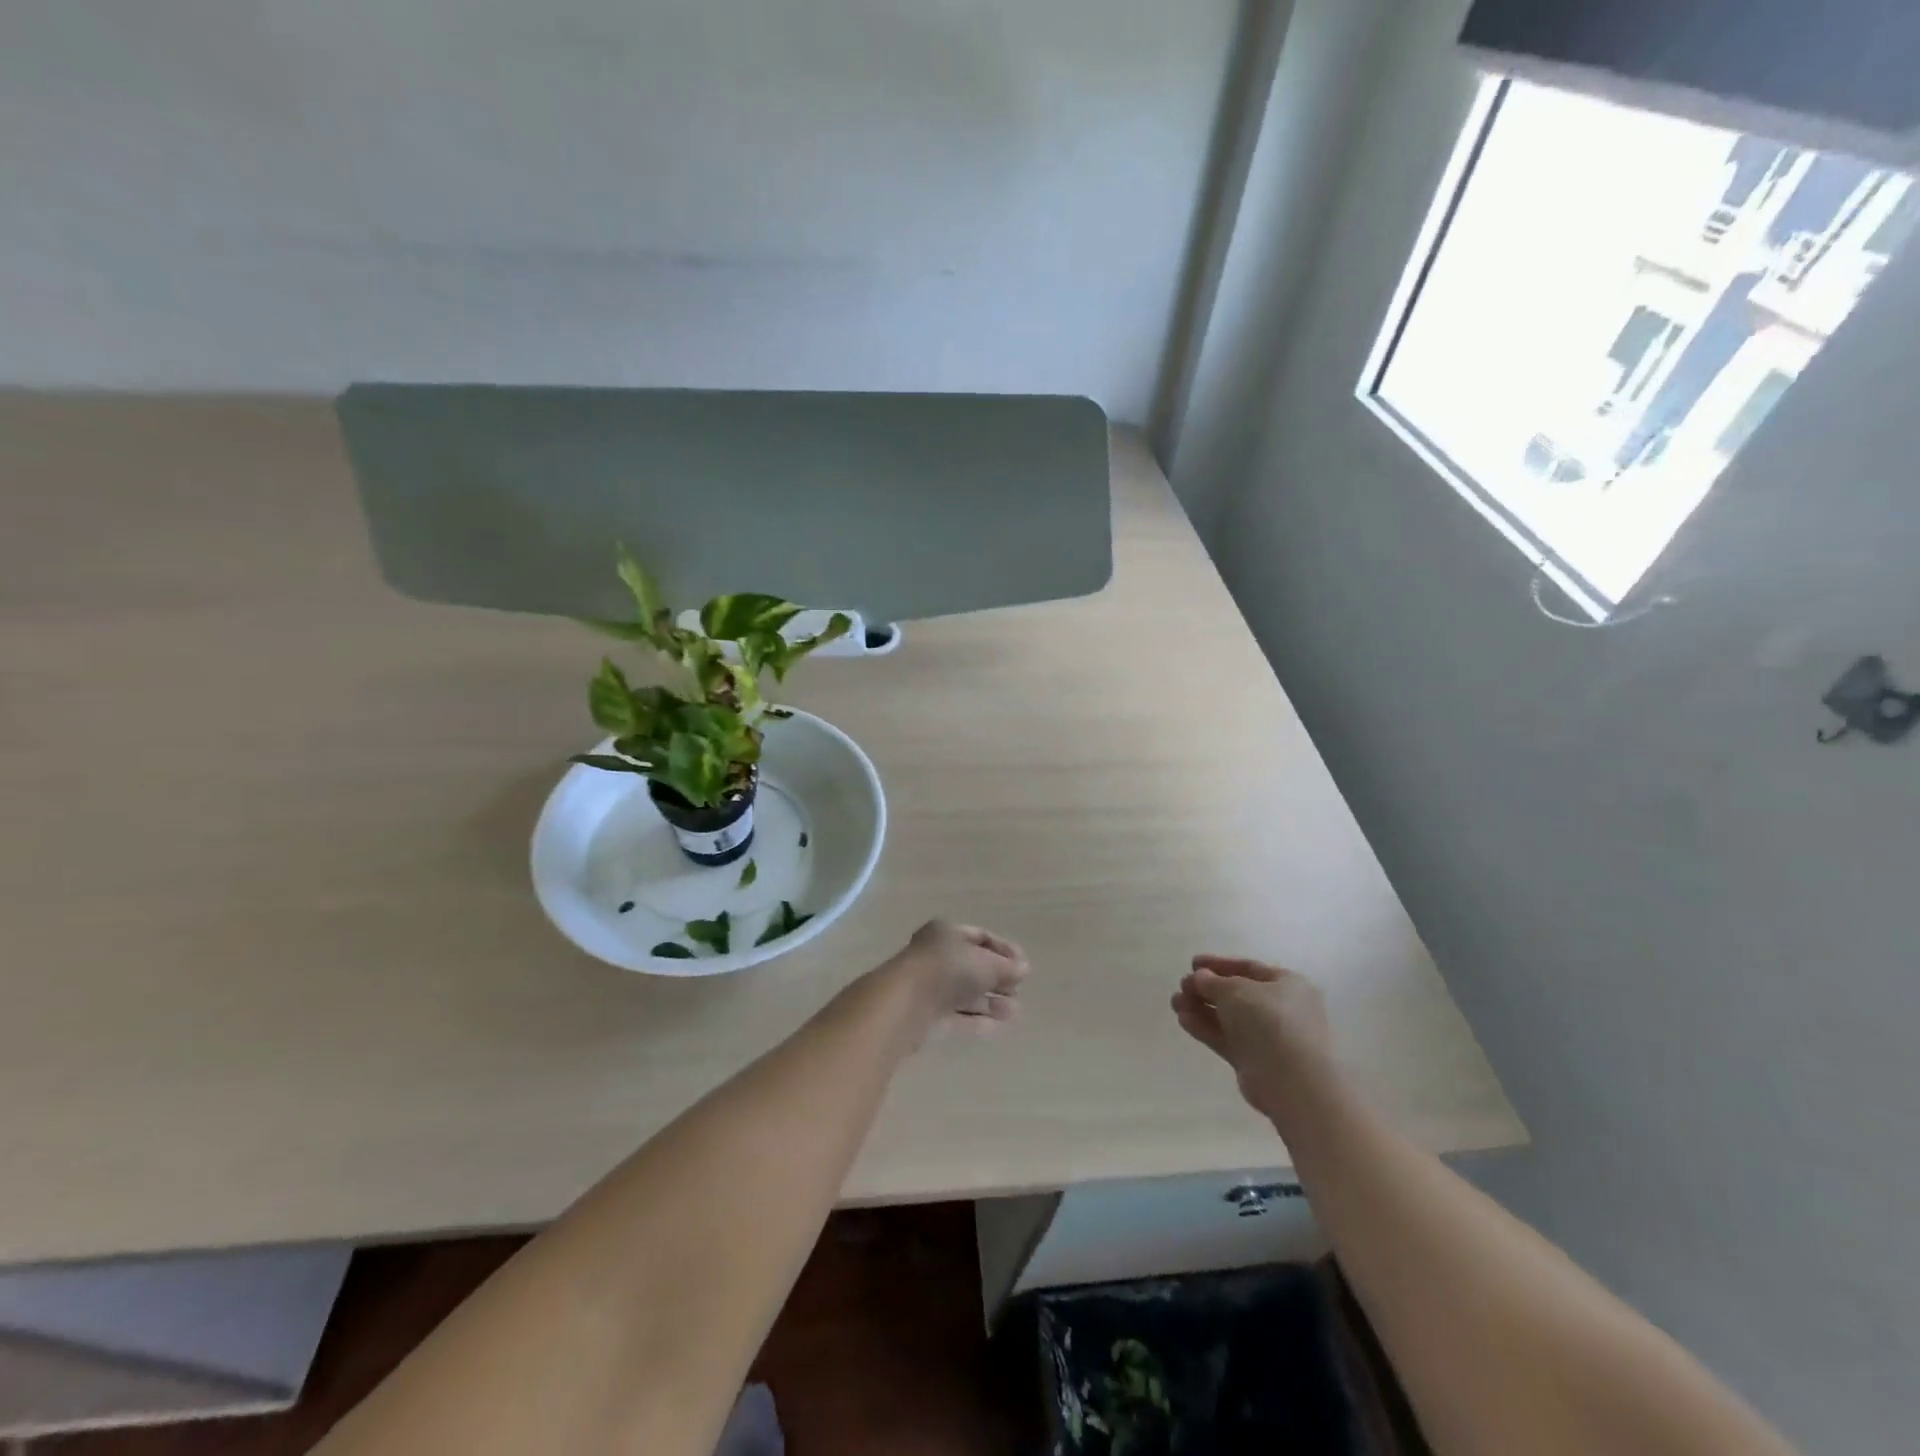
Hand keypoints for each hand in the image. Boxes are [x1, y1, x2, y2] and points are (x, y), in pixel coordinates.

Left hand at [882, 920, 1028, 1035]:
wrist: (906, 1003)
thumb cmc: (948, 969)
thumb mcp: (985, 963)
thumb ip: (1006, 967)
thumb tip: (1024, 969)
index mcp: (946, 933)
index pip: (980, 937)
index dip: (1004, 950)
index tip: (1023, 966)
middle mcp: (936, 956)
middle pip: (972, 966)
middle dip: (997, 979)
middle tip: (1018, 990)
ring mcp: (930, 987)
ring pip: (965, 993)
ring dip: (990, 1002)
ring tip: (1014, 1012)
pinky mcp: (926, 1016)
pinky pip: (957, 1016)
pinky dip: (976, 1019)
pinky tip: (997, 1026)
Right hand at [1171, 955, 1332, 1119]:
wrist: (1295, 1082)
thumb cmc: (1271, 1021)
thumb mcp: (1236, 990)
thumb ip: (1213, 981)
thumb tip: (1200, 977)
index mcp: (1287, 985)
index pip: (1249, 969)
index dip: (1219, 965)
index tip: (1193, 963)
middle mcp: (1280, 1009)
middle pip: (1237, 994)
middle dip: (1206, 989)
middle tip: (1182, 986)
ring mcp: (1268, 1037)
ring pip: (1229, 1018)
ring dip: (1201, 1008)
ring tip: (1175, 1002)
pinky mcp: (1255, 1062)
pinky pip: (1227, 1039)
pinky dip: (1206, 1028)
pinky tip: (1183, 1020)